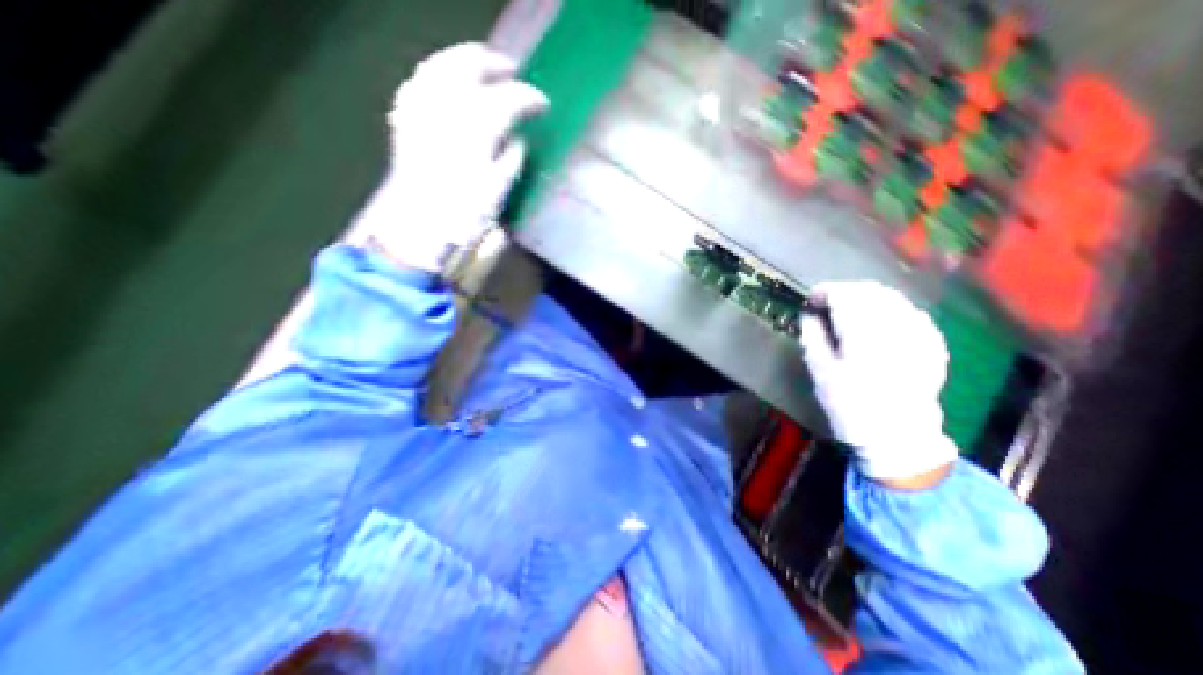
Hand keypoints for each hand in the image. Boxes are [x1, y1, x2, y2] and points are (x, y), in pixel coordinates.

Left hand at [347, 42, 547, 270]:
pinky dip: (437, 74)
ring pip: (442, 64)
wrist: (418, 229)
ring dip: (465, 61)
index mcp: (475, 128)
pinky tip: (448, 82)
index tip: (544, 105)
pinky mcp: (405, 117)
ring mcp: (420, 107)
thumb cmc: (464, 216)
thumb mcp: (498, 191)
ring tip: (483, 69)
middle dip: (495, 64)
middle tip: (514, 73)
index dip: (530, 98)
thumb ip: (512, 159)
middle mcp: (444, 106)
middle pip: (471, 64)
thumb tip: (519, 140)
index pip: (509, 98)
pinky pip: (420, 81)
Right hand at [798, 283, 960, 483]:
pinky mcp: (933, 344)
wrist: (896, 436)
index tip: (811, 299)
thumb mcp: (820, 372)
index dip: (824, 292)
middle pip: (870, 291)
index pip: (844, 296)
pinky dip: (890, 309)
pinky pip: (911, 312)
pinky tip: (880, 322)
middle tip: (828, 303)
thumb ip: (812, 337)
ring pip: (893, 298)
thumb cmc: (849, 405)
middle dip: (845, 291)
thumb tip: (809, 314)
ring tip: (850, 309)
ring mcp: (920, 334)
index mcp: (863, 335)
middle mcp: (895, 327)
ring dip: (867, 297)